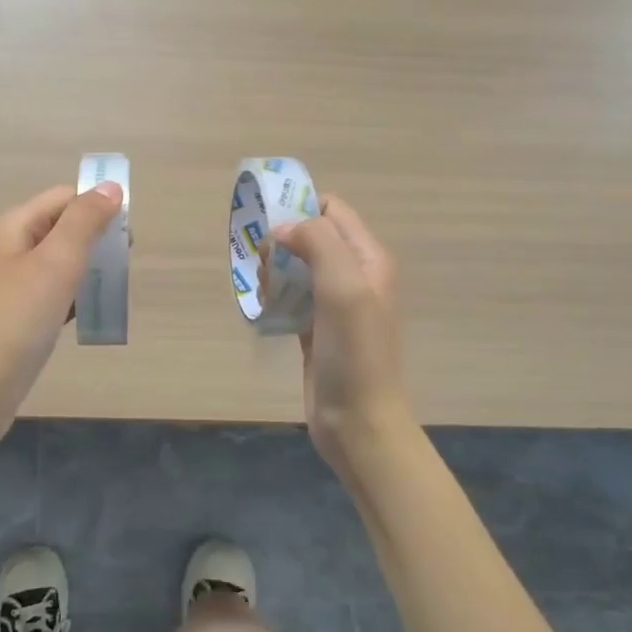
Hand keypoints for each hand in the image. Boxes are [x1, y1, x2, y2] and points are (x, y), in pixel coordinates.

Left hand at [0, 181, 124, 446]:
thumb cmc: (19, 318)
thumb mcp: (57, 261)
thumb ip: (86, 220)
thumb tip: (112, 187)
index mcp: (16, 225)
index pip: (66, 197)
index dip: (98, 208)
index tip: (126, 238)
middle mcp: (12, 246)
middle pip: (65, 226)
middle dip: (98, 240)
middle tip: (120, 266)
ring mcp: (16, 281)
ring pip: (64, 260)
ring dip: (90, 269)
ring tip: (110, 289)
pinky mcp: (22, 312)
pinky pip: (58, 290)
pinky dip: (77, 295)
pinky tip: (90, 312)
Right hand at [270, 195, 412, 471]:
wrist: (358, 422)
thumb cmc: (353, 353)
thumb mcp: (343, 287)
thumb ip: (318, 242)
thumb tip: (283, 229)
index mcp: (368, 258)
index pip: (332, 210)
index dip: (300, 209)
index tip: (268, 227)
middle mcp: (355, 275)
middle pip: (311, 236)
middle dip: (281, 242)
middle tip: (264, 264)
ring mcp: (336, 304)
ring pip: (297, 267)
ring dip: (274, 270)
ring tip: (263, 290)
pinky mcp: (317, 329)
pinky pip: (291, 297)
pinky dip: (275, 296)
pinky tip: (264, 308)